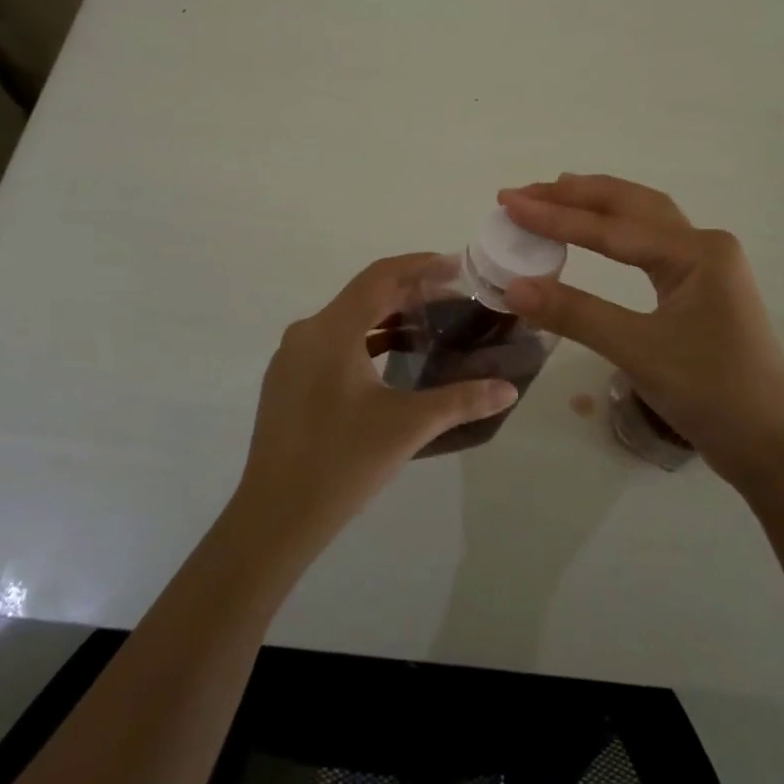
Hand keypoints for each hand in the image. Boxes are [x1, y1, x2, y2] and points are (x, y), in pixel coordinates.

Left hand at [233, 253, 517, 554]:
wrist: (274, 518)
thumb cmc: (342, 462)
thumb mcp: (408, 426)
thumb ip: (461, 400)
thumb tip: (508, 389)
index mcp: (332, 330)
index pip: (380, 276)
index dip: (419, 265)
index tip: (455, 265)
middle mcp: (307, 332)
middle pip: (364, 295)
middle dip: (409, 292)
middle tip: (453, 297)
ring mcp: (292, 358)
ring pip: (347, 320)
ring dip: (386, 317)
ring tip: (429, 325)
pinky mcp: (287, 381)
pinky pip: (332, 343)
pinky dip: (365, 340)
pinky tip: (392, 359)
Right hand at [497, 176, 783, 489]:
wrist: (774, 447)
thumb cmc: (713, 393)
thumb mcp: (639, 350)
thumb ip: (575, 313)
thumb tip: (513, 287)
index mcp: (697, 251)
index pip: (612, 227)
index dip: (555, 216)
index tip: (509, 202)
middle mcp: (705, 245)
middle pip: (631, 205)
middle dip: (576, 195)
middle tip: (524, 192)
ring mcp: (707, 266)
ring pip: (644, 220)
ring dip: (598, 205)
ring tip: (554, 194)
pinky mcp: (703, 289)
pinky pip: (651, 244)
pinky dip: (617, 230)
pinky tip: (597, 233)